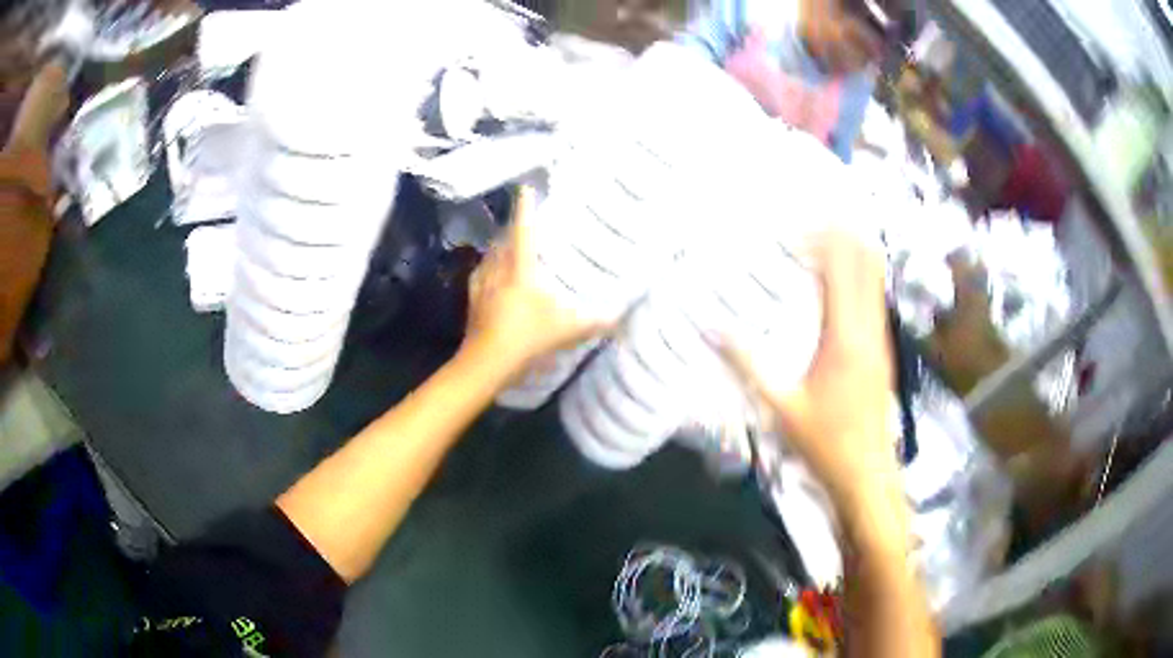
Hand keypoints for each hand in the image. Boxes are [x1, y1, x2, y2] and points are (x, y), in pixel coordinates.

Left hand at [462, 185, 607, 373]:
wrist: (487, 362)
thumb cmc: (528, 337)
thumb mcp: (567, 329)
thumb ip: (595, 321)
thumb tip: (621, 316)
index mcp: (520, 269)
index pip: (523, 231)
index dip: (526, 208)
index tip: (525, 188)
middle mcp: (497, 271)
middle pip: (502, 241)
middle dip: (511, 229)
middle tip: (522, 223)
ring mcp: (481, 287)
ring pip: (488, 258)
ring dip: (498, 249)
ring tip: (507, 247)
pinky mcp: (472, 303)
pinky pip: (479, 277)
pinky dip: (486, 271)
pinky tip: (490, 279)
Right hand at [720, 233, 895, 505]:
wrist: (867, 473)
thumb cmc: (823, 442)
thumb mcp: (779, 405)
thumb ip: (747, 363)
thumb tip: (711, 328)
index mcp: (844, 337)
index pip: (840, 268)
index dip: (820, 239)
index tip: (791, 229)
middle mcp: (869, 328)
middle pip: (864, 261)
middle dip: (840, 234)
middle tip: (806, 225)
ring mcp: (881, 338)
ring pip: (875, 277)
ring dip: (851, 252)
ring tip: (819, 243)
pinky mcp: (884, 349)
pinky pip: (876, 297)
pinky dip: (859, 276)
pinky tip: (837, 283)